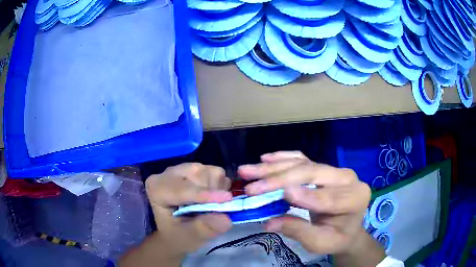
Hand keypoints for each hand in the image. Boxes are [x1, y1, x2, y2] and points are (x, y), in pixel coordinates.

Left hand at [146, 163, 232, 258]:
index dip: (205, 194)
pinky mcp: (196, 169)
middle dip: (213, 193)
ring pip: (210, 172)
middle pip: (198, 175)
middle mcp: (168, 173)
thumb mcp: (188, 238)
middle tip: (216, 212)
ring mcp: (182, 168)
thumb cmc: (178, 235)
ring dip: (218, 190)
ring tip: (210, 206)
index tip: (227, 199)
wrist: (177, 231)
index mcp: (157, 188)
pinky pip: (217, 172)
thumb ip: (203, 229)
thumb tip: (225, 220)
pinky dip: (221, 186)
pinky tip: (211, 198)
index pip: (182, 189)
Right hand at [238, 151, 372, 255]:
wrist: (346, 228)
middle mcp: (346, 178)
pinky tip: (265, 158)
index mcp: (355, 198)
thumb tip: (270, 222)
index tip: (284, 195)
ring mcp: (334, 170)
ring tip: (248, 170)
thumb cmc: (336, 237)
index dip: (308, 196)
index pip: (330, 197)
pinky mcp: (322, 168)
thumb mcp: (321, 242)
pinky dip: (282, 158)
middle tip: (252, 186)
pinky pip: (302, 159)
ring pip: (302, 164)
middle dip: (280, 180)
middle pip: (313, 174)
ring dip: (274, 167)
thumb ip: (299, 231)